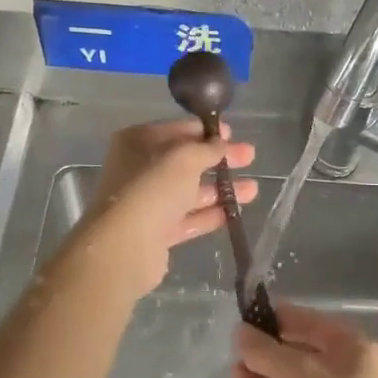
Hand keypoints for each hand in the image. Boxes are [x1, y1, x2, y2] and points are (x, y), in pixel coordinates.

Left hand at [63, 120, 257, 298]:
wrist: (124, 247)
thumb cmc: (152, 188)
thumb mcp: (185, 158)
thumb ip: (208, 148)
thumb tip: (222, 143)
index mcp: (138, 142)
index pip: (178, 129)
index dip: (207, 130)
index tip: (234, 133)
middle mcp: (139, 169)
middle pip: (186, 161)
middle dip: (219, 159)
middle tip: (250, 157)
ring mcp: (147, 202)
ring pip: (190, 191)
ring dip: (221, 189)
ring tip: (253, 189)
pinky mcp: (156, 232)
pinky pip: (188, 218)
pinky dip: (211, 215)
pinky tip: (236, 213)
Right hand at [230, 303, 377, 377]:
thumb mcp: (294, 373)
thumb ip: (263, 350)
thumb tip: (241, 332)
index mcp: (352, 347)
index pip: (307, 320)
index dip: (274, 317)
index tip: (242, 319)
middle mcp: (348, 372)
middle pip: (299, 352)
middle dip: (265, 353)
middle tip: (233, 356)